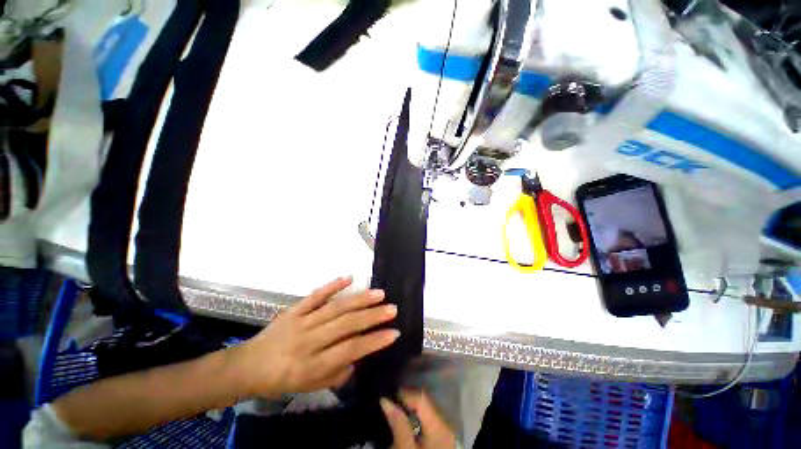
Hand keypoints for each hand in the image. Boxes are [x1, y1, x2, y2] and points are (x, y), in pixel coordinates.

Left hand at [236, 276, 398, 397]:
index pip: (350, 350)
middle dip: (372, 316)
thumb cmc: (282, 380)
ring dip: (359, 299)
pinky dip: (332, 285)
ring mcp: (301, 322)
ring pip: (335, 308)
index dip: (374, 341)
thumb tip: (359, 354)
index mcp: (312, 366)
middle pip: (346, 325)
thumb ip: (338, 373)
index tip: (394, 333)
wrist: (248, 366)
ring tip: (379, 293)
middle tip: (392, 308)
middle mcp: (308, 341)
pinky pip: (315, 295)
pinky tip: (349, 277)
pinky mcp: (294, 309)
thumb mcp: (310, 387)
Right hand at [380, 390, 455, 448]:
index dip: (404, 393)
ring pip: (427, 409)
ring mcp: (446, 431)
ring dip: (411, 408)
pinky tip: (407, 423)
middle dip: (407, 400)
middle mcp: (445, 423)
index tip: (388, 396)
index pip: (421, 397)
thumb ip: (398, 423)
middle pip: (425, 401)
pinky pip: (429, 419)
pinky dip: (417, 417)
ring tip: (396, 411)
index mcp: (439, 425)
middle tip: (390, 403)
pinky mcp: (443, 438)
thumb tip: (385, 400)